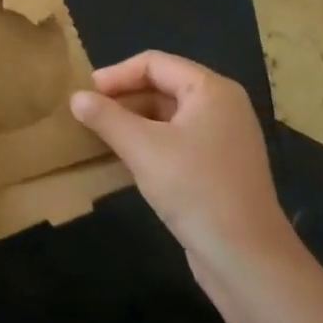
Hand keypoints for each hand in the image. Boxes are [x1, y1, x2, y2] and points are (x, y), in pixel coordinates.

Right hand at [71, 51, 296, 271]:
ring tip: (101, 135)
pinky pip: (177, 140)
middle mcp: (222, 107)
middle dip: (124, 97)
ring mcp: (224, 139)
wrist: (246, 259)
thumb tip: (76, 97)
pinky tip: (125, 160)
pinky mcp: (219, 168)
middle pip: (163, 86)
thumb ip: (106, 117)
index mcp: (211, 90)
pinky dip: (150, 143)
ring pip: (168, 116)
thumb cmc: (195, 188)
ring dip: (134, 121)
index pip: (155, 63)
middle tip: (89, 114)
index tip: (87, 93)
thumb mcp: (142, 148)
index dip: (117, 74)